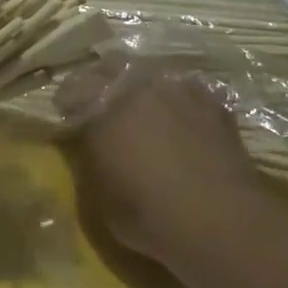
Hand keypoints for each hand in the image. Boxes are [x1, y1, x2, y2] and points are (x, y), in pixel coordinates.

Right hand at [68, 70, 262, 263]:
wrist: (222, 221)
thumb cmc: (149, 215)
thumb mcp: (101, 197)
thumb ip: (91, 159)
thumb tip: (88, 142)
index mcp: (104, 106)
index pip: (76, 88)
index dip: (68, 99)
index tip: (65, 112)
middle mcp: (140, 87)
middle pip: (114, 66)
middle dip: (103, 78)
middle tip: (101, 101)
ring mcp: (180, 90)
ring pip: (153, 74)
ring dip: (143, 87)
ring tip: (145, 109)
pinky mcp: (214, 103)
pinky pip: (187, 91)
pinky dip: (178, 101)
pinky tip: (181, 119)